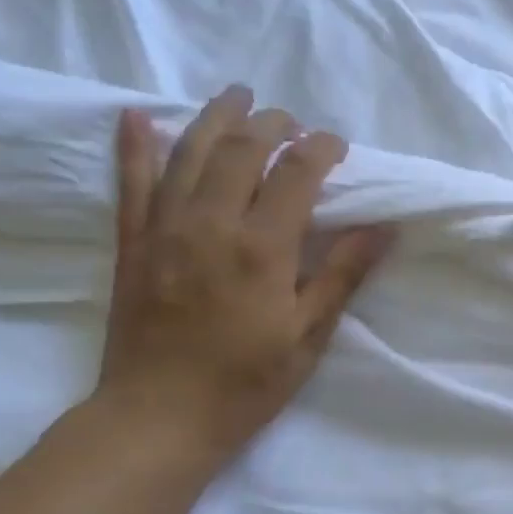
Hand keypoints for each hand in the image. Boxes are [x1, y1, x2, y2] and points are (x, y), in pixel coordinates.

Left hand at [96, 86, 392, 456]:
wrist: (158, 419)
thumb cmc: (245, 383)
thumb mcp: (308, 336)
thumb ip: (341, 275)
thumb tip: (382, 228)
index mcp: (261, 249)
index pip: (296, 176)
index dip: (320, 150)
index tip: (337, 144)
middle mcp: (210, 225)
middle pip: (242, 151)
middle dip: (272, 125)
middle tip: (293, 120)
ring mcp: (164, 231)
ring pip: (189, 154)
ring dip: (216, 117)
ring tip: (237, 95)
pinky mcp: (133, 245)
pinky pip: (130, 184)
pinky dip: (134, 146)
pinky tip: (138, 115)